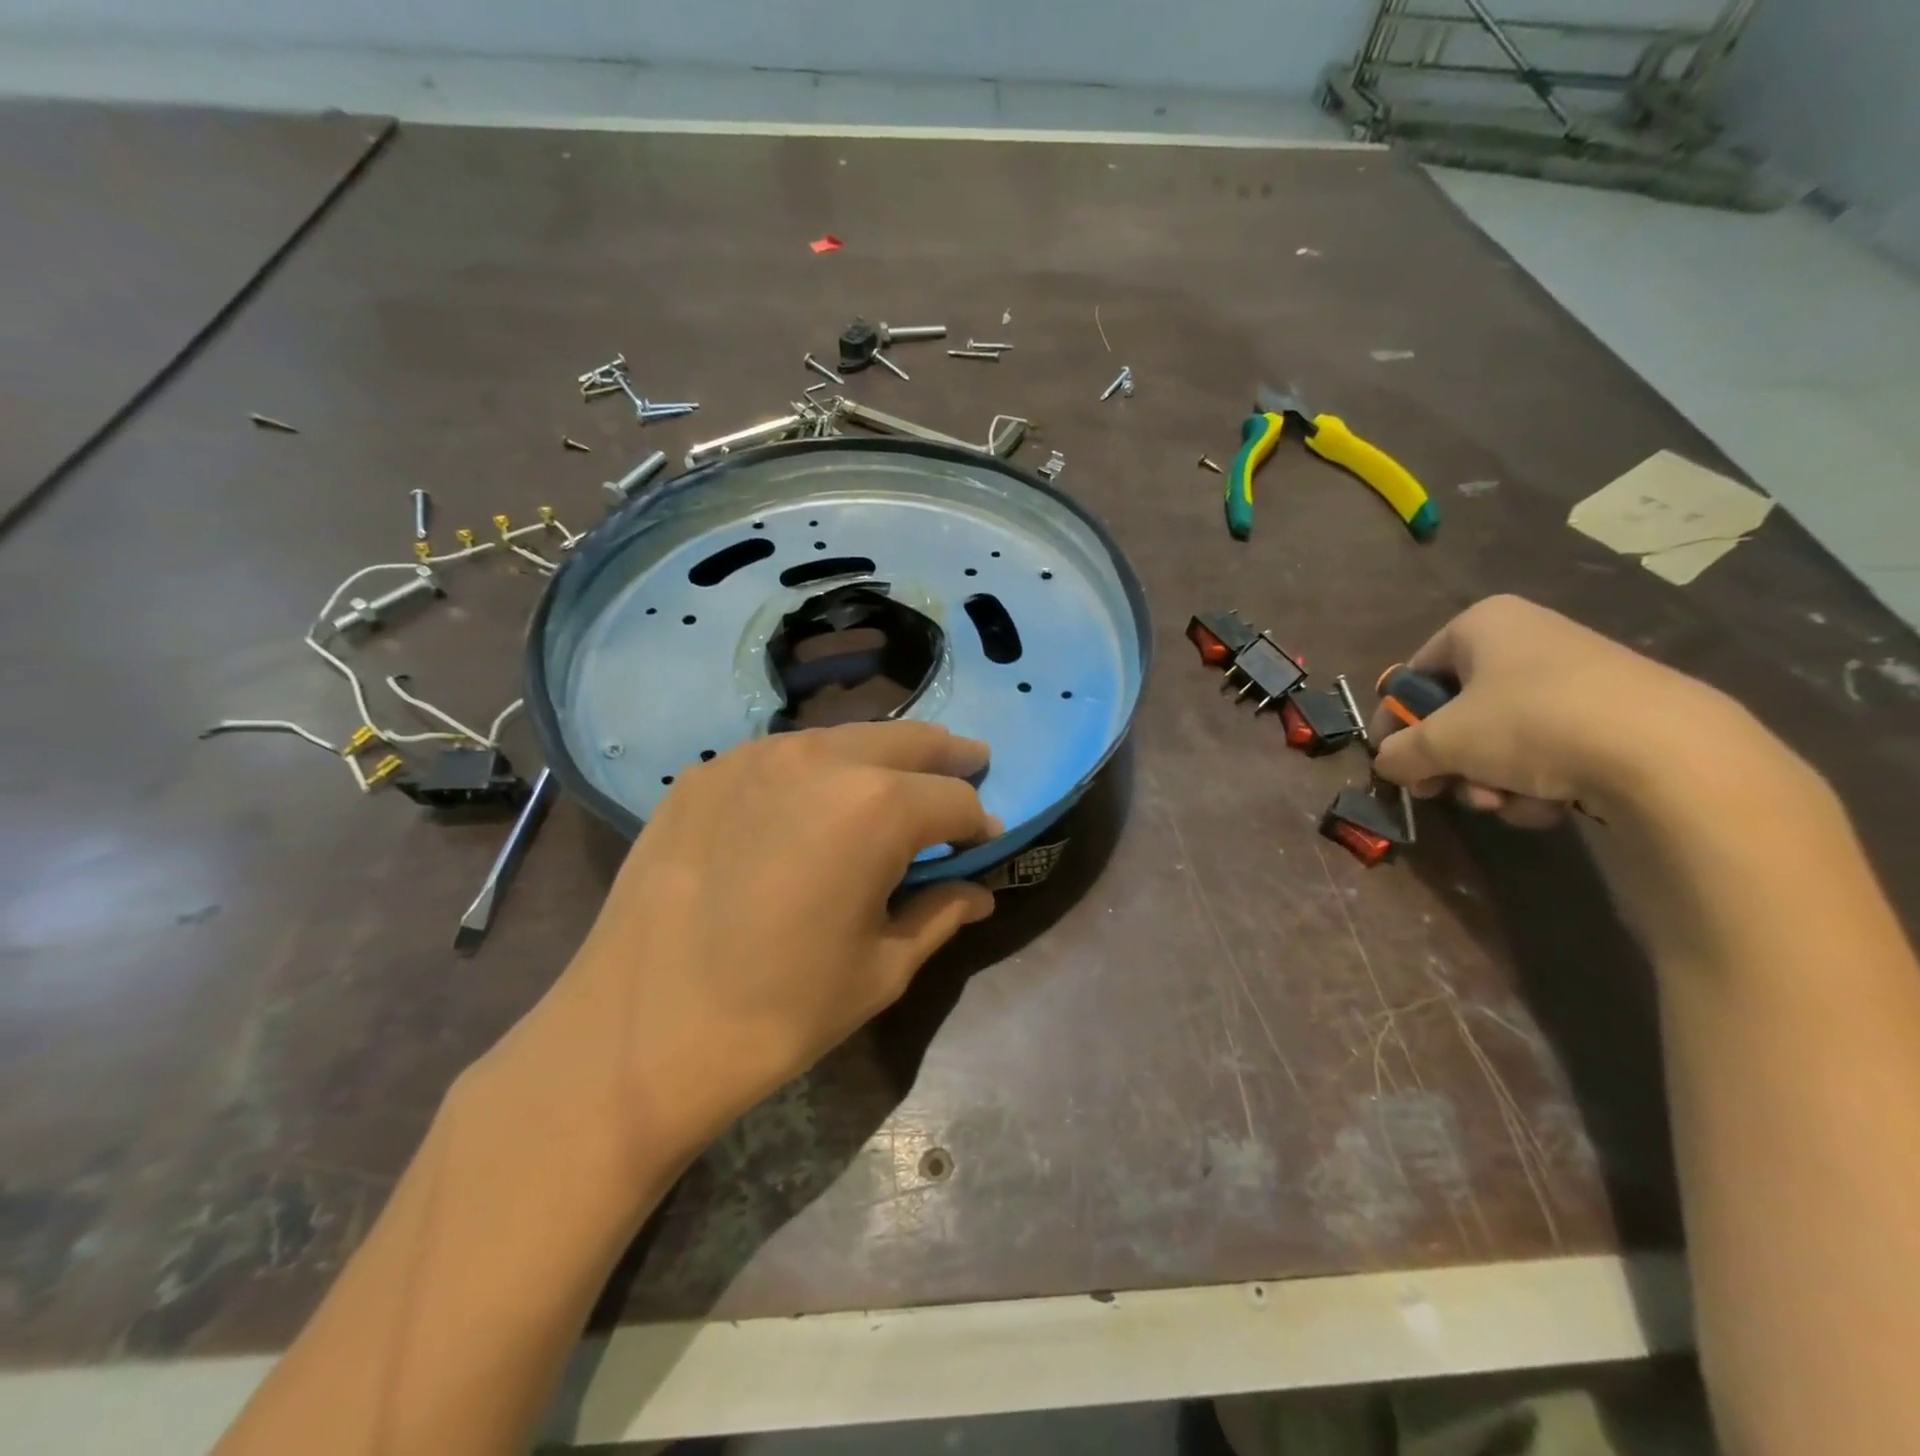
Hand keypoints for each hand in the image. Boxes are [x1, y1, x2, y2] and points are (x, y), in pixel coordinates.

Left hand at [531, 721, 999, 1164]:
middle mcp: (820, 760)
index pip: (956, 800)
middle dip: (947, 758)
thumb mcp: (881, 970)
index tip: (983, 845)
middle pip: (908, 741)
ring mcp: (754, 757)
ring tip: (894, 782)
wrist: (638, 1032)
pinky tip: (810, 804)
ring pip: (844, 737)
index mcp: (877, 808)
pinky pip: (782, 756)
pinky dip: (816, 770)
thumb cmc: (779, 1011)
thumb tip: (978, 892)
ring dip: (882, 757)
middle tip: (970, 766)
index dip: (979, 824)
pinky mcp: (705, 773)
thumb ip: (939, 915)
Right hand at [1369, 595, 1743, 826]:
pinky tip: (1547, 803)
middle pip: (1459, 709)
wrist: (1668, 753)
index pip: (1414, 674)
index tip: (1392, 762)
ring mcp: (1576, 676)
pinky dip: (1536, 779)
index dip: (1396, 721)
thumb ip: (1398, 753)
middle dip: (1450, 759)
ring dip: (1489, 777)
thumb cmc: (1530, 724)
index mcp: (1483, 624)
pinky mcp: (1614, 714)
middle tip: (1443, 790)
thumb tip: (1386, 763)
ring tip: (1504, 802)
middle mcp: (1528, 638)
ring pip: (1501, 735)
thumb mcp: (1441, 742)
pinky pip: (1548, 747)